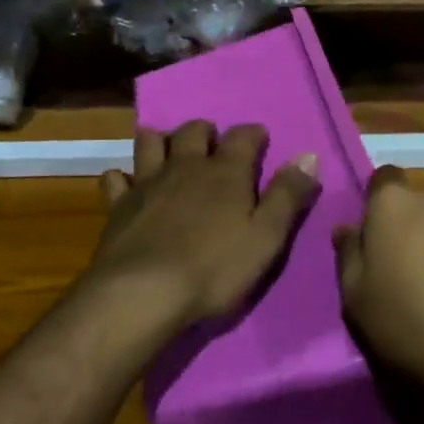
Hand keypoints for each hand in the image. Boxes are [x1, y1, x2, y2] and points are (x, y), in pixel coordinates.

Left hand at [89, 121, 320, 330]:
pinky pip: (115, 178)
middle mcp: (185, 166)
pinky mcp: (119, 204)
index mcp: (225, 172)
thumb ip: (287, 196)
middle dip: (205, 131)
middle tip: (212, 143)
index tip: (260, 138)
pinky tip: (125, 184)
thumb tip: (308, 156)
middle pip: (193, 131)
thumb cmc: (214, 268)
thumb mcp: (266, 237)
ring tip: (167, 149)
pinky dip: (122, 177)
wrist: (144, 292)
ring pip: (151, 143)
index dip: (253, 134)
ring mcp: (148, 182)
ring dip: (161, 141)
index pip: (243, 137)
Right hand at [334, 166, 423, 423]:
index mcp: (395, 204)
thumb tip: (346, 230)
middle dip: (418, 227)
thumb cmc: (412, 327)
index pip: (383, 180)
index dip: (380, 206)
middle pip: (423, 203)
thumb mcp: (357, 301)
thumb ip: (349, 257)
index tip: (380, 240)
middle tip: (414, 273)